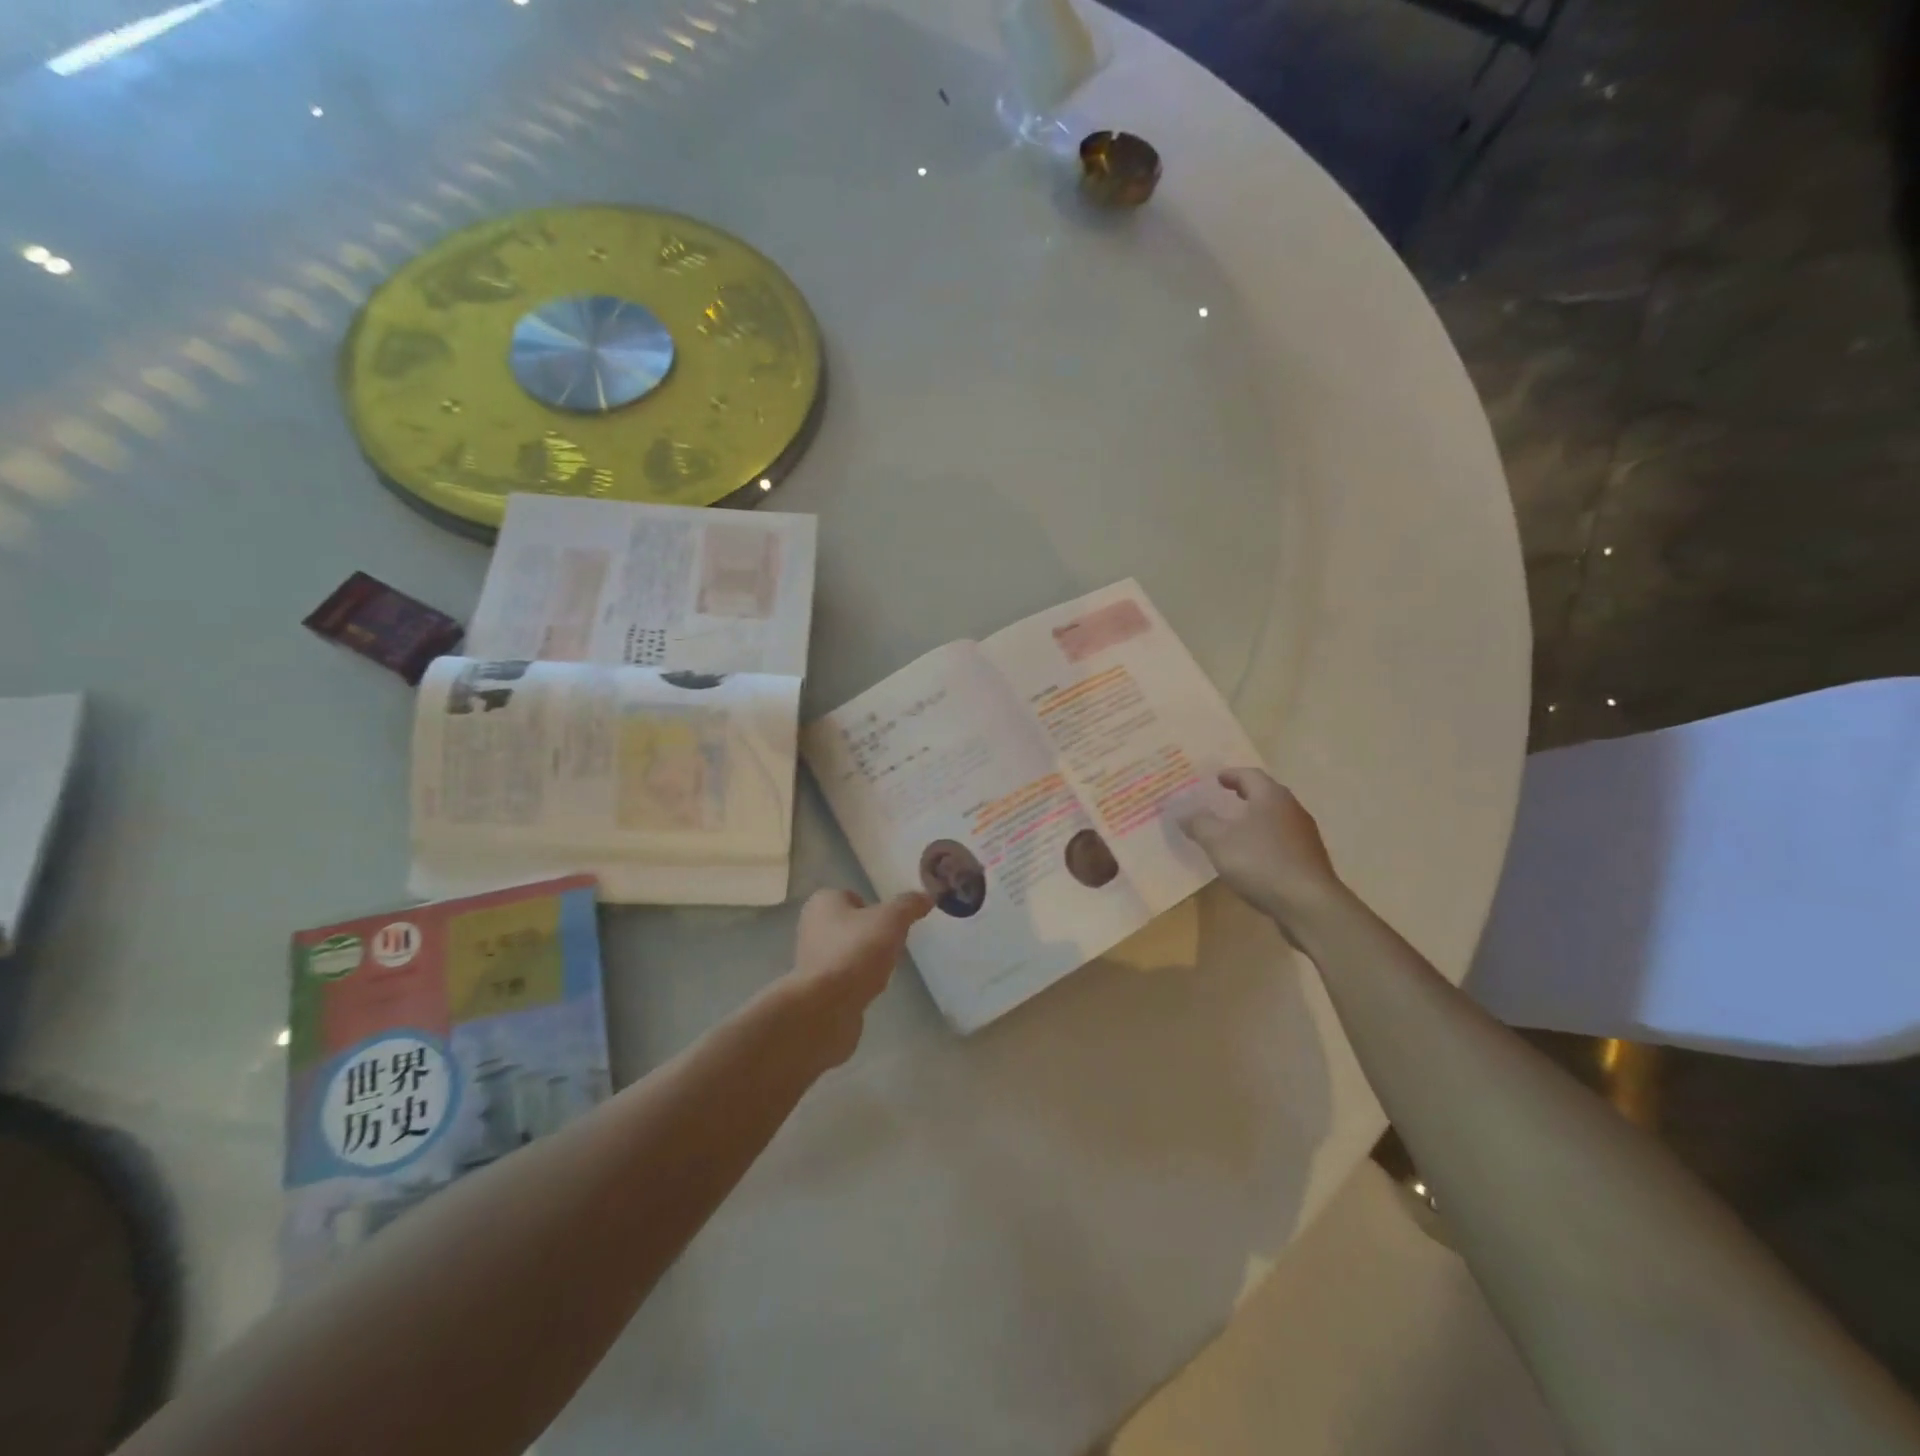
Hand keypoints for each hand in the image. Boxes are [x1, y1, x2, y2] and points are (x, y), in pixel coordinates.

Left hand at [781, 888, 931, 1067]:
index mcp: (822, 903)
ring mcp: (811, 960)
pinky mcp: (816, 989)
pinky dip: (858, 982)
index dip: (875, 908)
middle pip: (852, 925)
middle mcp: (811, 927)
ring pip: (848, 952)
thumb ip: (909, 905)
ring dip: (866, 960)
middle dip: (872, 935)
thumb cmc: (855, 952)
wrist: (825, 1008)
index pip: (853, 896)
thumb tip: (926, 896)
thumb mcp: (891, 920)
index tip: (894, 923)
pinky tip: (871, 989)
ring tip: (884, 970)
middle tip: (893, 946)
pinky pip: (844, 978)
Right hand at [1174, 769, 1344, 942]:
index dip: (1231, 775)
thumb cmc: (1260, 862)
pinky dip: (1264, 840)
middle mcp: (1292, 809)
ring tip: (1235, 828)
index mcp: (1271, 797)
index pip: (1250, 775)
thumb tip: (1182, 812)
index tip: (1216, 779)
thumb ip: (1199, 823)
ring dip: (1255, 818)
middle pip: (1266, 794)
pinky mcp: (1309, 860)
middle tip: (1224, 797)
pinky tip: (1253, 856)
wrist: (1308, 904)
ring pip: (1275, 818)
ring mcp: (1304, 835)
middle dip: (1245, 794)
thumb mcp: (1218, 841)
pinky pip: (1282, 840)